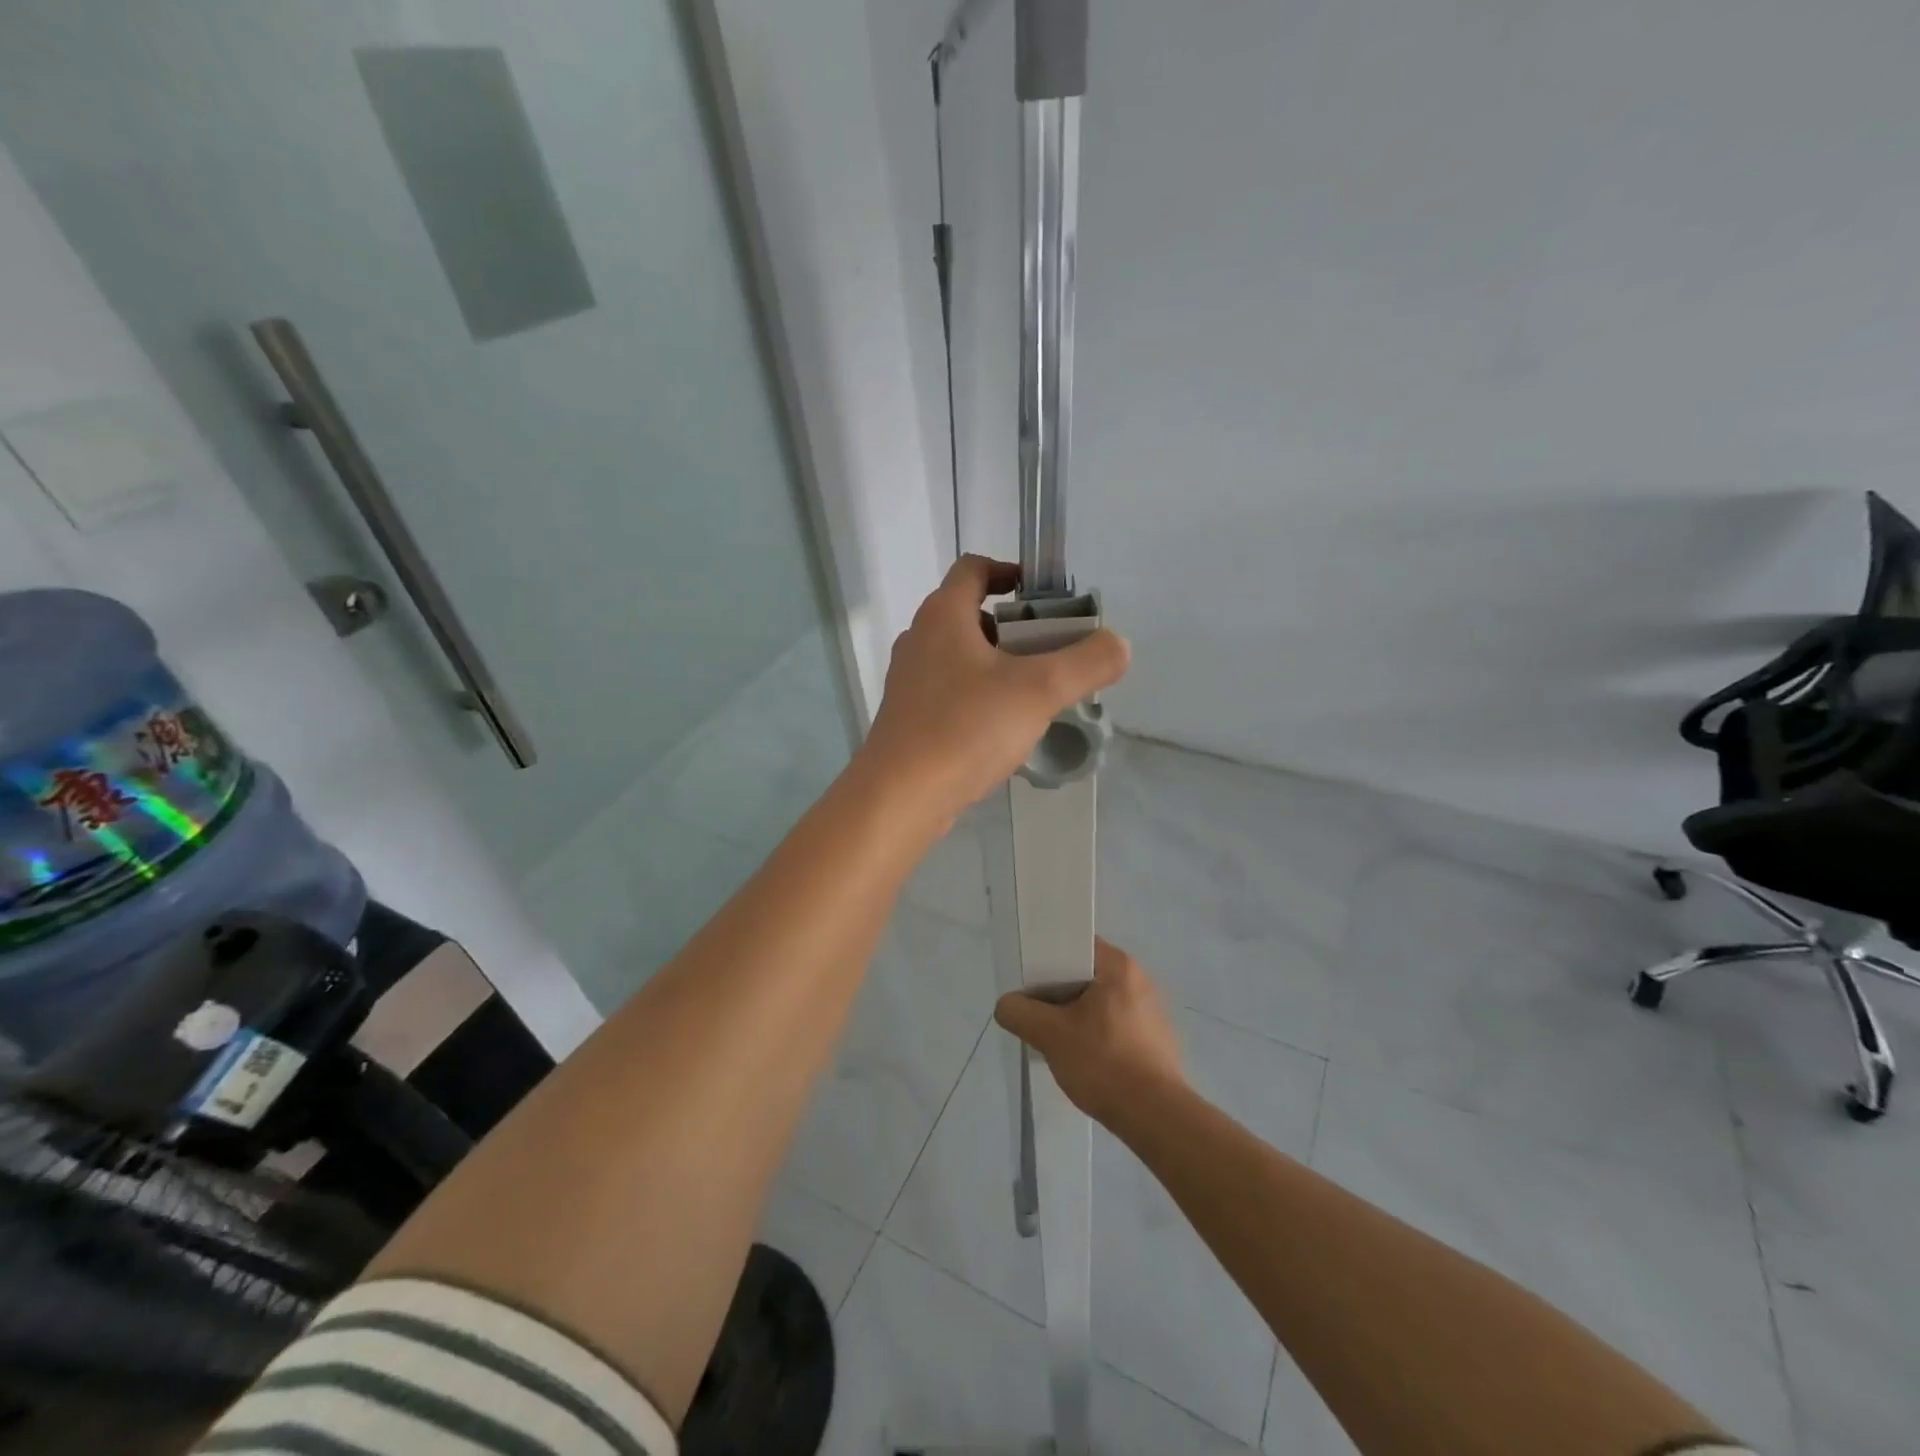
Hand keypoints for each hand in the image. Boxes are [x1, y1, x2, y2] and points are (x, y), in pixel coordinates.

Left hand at [859, 555, 1129, 826]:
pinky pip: (951, 692)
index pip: (974, 568)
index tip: (1044, 599)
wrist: (900, 797)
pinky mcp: (908, 717)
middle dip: (1016, 628)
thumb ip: (1086, 662)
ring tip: (1036, 695)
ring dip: (999, 665)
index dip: (1010, 572)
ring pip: (962, 657)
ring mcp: (909, 680)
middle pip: (972, 615)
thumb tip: (1119, 645)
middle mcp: (919, 639)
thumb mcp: (1039, 690)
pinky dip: (980, 697)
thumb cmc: (967, 728)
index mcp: (943, 615)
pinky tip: (1004, 729)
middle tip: (1053, 653)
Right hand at [994, 939, 1183, 1126]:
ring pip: (1100, 1003)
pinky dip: (1098, 1035)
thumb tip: (1008, 1005)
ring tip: (1058, 1043)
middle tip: (1039, 1017)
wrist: (1156, 1117)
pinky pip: (1117, 1025)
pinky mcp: (1157, 1039)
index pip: (1075, 946)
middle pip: (1086, 976)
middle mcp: (1140, 979)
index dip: (1048, 961)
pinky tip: (1086, 1061)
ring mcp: (1152, 1010)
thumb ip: (1019, 1012)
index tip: (1031, 986)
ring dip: (1077, 1018)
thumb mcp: (1049, 1035)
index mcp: (1119, 966)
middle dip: (1059, 995)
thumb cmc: (1103, 1063)